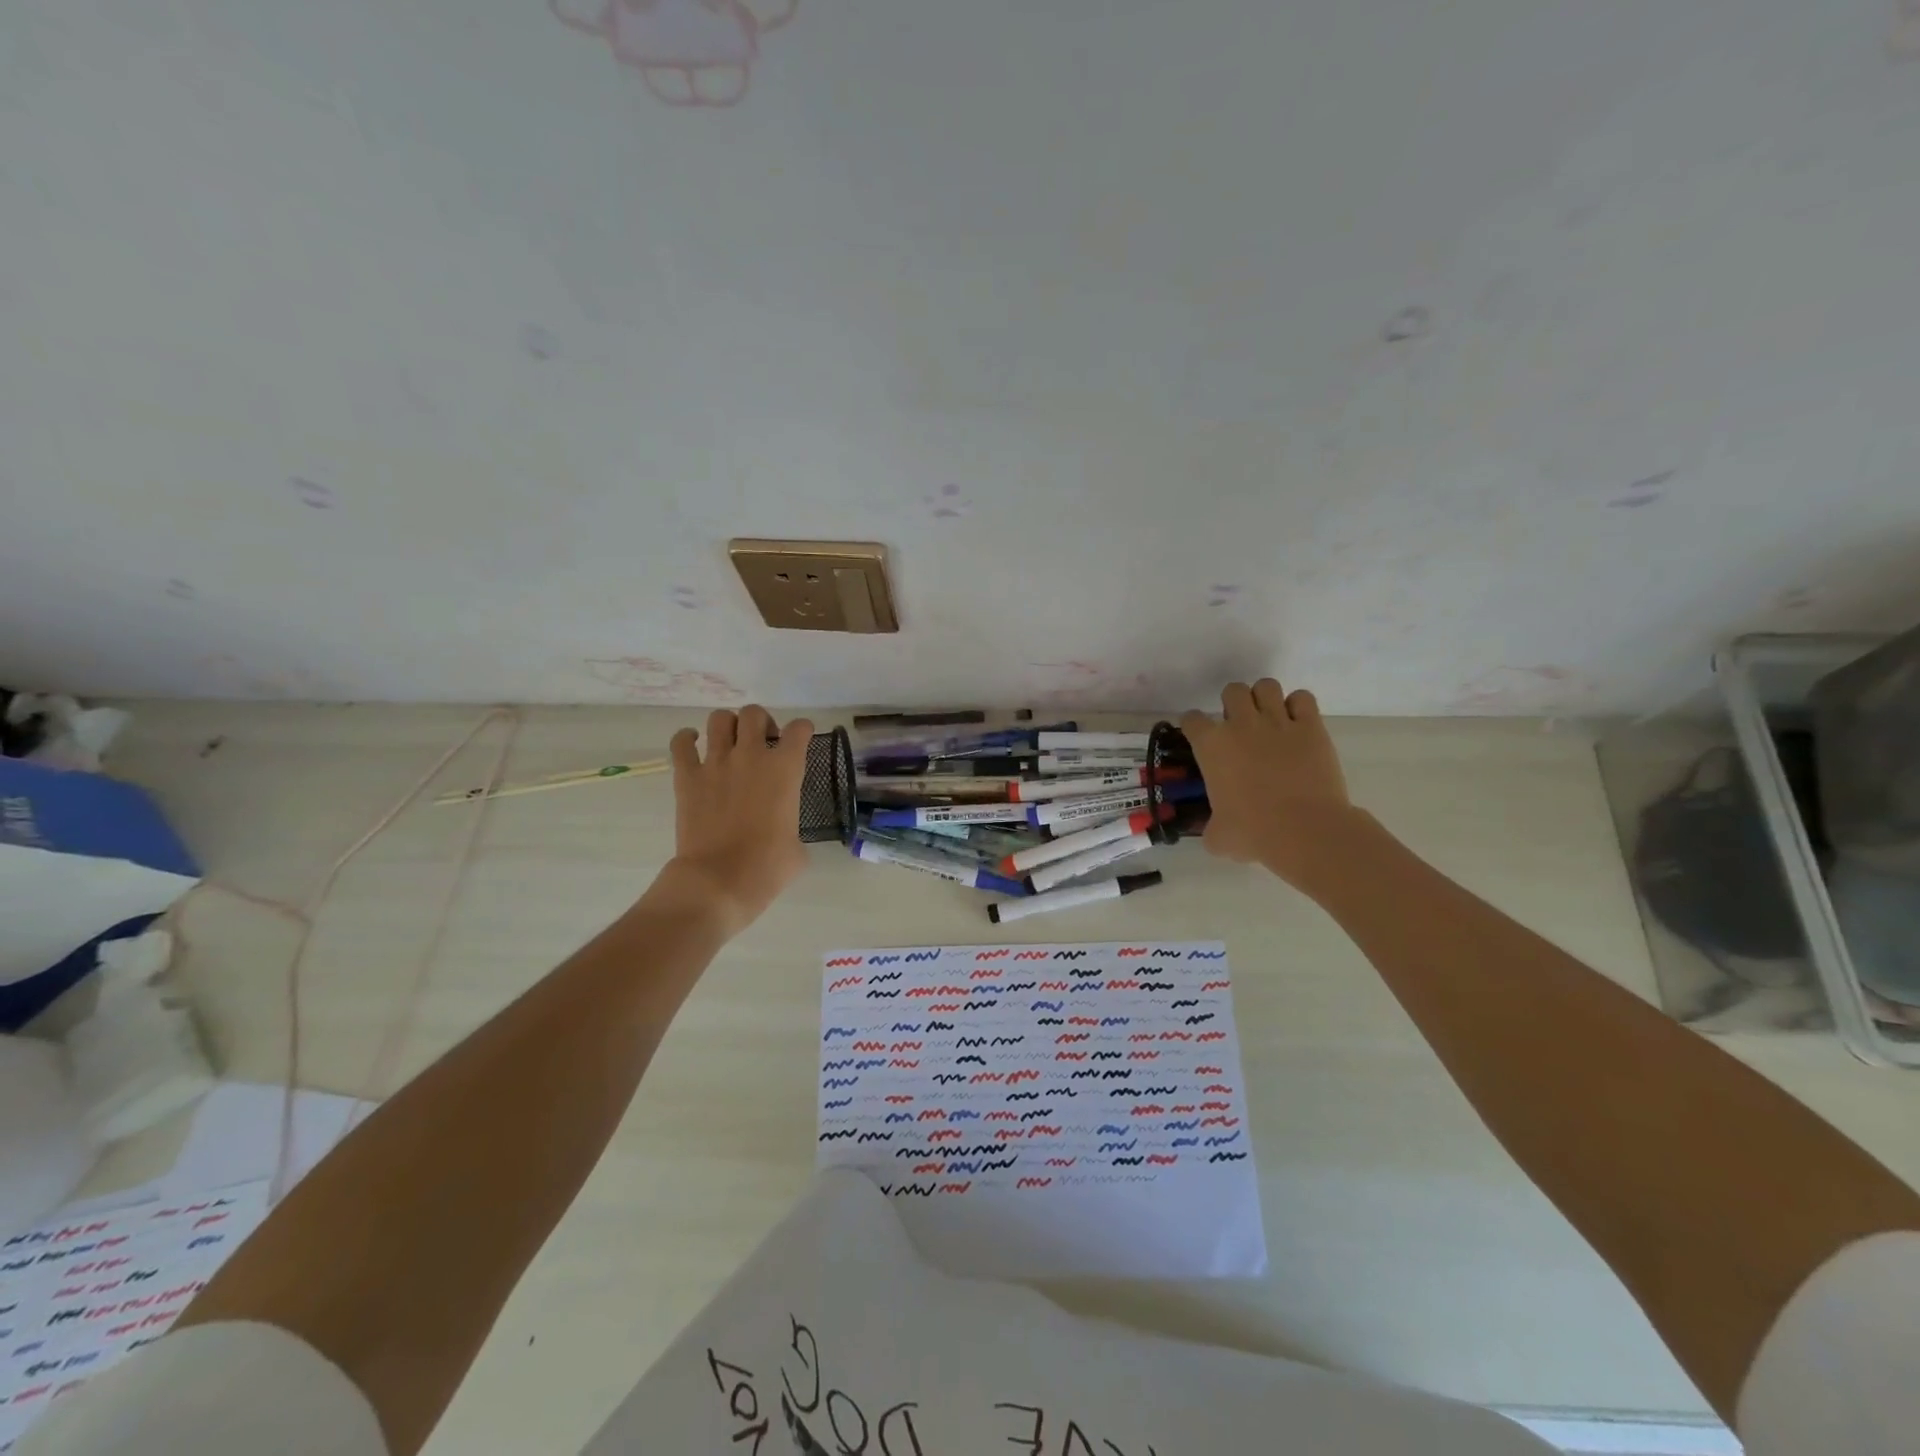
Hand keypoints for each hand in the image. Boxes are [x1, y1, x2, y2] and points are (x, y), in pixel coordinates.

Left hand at [663, 705, 814, 933]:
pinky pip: (681, 743)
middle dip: (761, 722)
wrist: (719, 880)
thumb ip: (793, 828)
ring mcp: (716, 763)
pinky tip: (692, 746)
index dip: (802, 731)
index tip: (799, 740)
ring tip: (729, 743)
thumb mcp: (798, 849)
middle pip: (755, 714)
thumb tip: (785, 835)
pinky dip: (686, 739)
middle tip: (762, 743)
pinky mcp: (687, 777)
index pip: (800, 729)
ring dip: (727, 726)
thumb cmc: (767, 868)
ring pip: (720, 719)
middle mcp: (752, 756)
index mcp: (786, 769)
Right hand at [1181, 679, 1354, 888]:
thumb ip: (1211, 826)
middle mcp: (1241, 725)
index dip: (1195, 728)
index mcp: (1211, 746)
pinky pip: (1303, 699)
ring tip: (1269, 719)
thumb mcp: (1218, 837)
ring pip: (1266, 686)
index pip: (1192, 719)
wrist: (1304, 830)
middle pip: (1232, 691)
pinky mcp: (1311, 727)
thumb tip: (1214, 831)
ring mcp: (1278, 722)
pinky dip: (1299, 707)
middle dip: (1233, 705)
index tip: (1201, 739)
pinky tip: (1298, 724)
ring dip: (1265, 699)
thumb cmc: (1253, 833)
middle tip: (1240, 728)